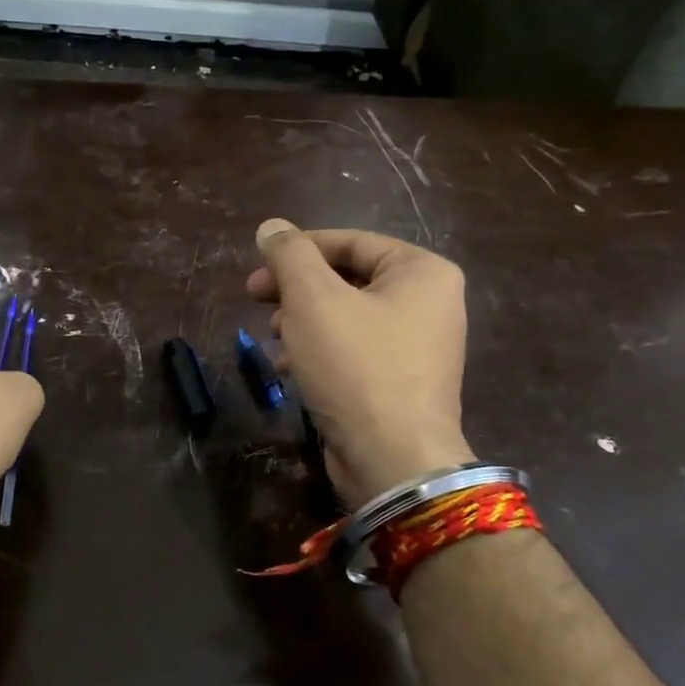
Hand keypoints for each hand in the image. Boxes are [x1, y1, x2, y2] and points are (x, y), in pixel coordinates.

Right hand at [246, 220, 472, 503]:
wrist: (392, 458)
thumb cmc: (355, 366)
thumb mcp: (314, 299)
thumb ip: (291, 256)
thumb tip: (272, 227)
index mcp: (423, 272)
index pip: (351, 241)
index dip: (298, 250)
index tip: (257, 266)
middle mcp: (430, 304)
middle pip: (348, 279)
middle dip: (297, 289)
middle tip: (254, 298)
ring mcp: (418, 348)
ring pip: (347, 318)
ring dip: (302, 321)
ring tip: (271, 335)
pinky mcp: (400, 384)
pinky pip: (354, 352)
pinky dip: (319, 352)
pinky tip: (289, 366)